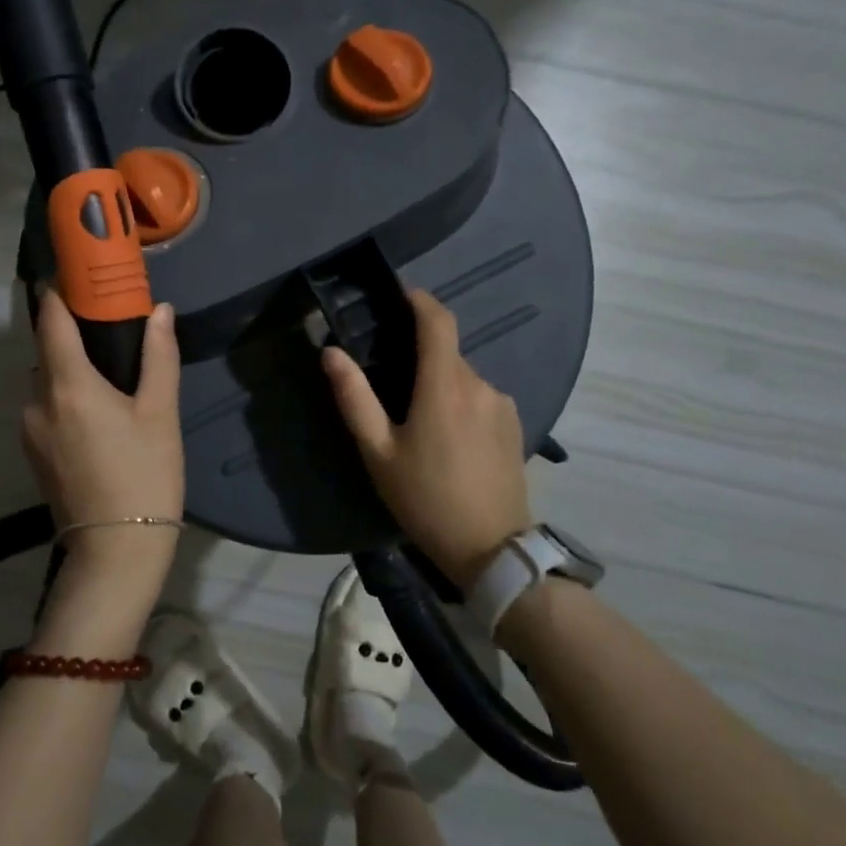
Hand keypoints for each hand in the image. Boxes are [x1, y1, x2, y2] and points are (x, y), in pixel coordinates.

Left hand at [23, 290, 183, 561]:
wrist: (115, 551)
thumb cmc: (144, 475)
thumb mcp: (160, 413)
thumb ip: (159, 356)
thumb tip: (160, 311)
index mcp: (68, 385)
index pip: (51, 320)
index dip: (59, 293)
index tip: (77, 275)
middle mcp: (37, 401)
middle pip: (46, 349)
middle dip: (70, 329)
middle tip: (106, 321)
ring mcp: (29, 429)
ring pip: (45, 380)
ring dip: (67, 366)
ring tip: (106, 369)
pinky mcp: (33, 453)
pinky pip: (45, 406)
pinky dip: (63, 394)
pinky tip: (95, 410)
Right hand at [322, 289, 532, 587]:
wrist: (492, 549)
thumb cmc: (426, 499)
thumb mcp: (378, 452)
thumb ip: (354, 398)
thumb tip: (331, 352)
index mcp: (444, 385)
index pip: (438, 320)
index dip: (419, 300)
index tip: (398, 295)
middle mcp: (479, 384)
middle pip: (447, 351)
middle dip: (420, 354)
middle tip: (390, 380)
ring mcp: (501, 404)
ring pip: (463, 377)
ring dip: (439, 382)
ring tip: (417, 420)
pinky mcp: (514, 425)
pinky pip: (480, 397)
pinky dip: (459, 402)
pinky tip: (447, 438)